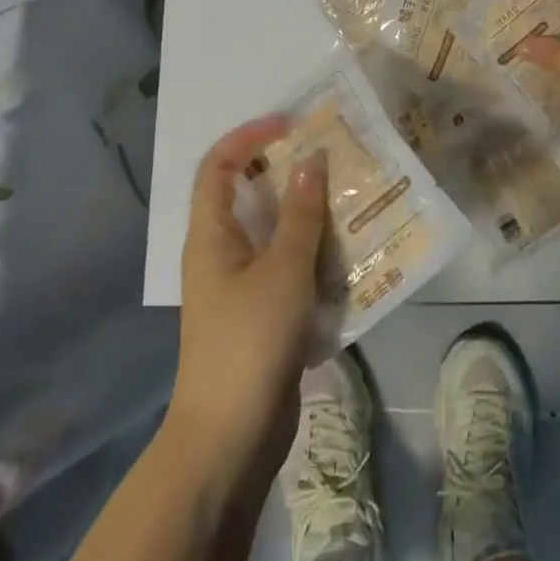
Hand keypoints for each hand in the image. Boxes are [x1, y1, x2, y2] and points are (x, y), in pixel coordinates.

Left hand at [168, 115, 328, 475]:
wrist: (230, 437)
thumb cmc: (250, 341)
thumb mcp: (283, 270)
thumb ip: (300, 214)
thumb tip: (312, 160)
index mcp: (210, 236)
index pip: (218, 166)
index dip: (249, 136)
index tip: (291, 123)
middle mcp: (220, 253)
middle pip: (248, 195)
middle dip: (286, 172)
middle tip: (331, 157)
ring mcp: (240, 286)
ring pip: (273, 233)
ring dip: (306, 213)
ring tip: (348, 197)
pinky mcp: (261, 314)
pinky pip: (287, 267)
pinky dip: (313, 253)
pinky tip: (348, 253)